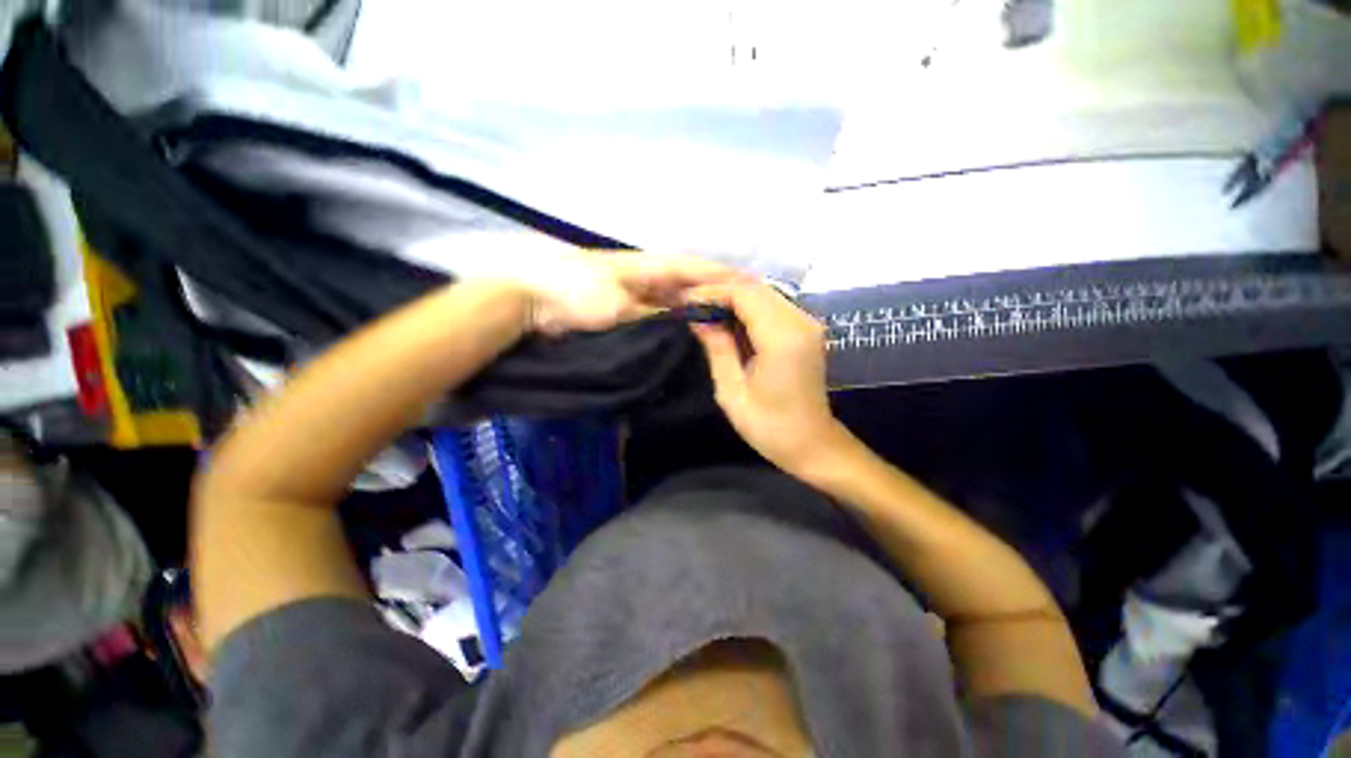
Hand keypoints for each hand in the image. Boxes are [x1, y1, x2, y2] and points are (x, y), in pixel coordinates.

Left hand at [521, 249, 747, 335]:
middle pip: (689, 286)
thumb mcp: (620, 303)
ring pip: (675, 303)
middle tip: (741, 316)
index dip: (722, 276)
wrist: (533, 299)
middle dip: (714, 296)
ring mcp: (636, 296)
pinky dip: (672, 325)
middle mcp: (648, 278)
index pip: (695, 268)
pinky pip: (657, 318)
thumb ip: (655, 311)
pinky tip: (685, 338)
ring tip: (721, 329)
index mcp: (650, 266)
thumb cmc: (577, 291)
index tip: (751, 287)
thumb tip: (686, 319)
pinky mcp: (624, 312)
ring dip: (696, 313)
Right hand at [687, 282, 850, 475]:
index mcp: (782, 339)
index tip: (685, 300)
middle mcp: (800, 322)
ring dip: (732, 294)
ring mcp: (807, 323)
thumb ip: (717, 348)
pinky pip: (772, 305)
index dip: (712, 291)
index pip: (744, 294)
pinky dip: (746, 305)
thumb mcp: (732, 391)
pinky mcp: (806, 329)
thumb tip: (699, 318)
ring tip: (703, 305)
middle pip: (756, 287)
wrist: (812, 444)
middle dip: (720, 287)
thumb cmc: (769, 427)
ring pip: (764, 292)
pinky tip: (726, 315)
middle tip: (690, 299)